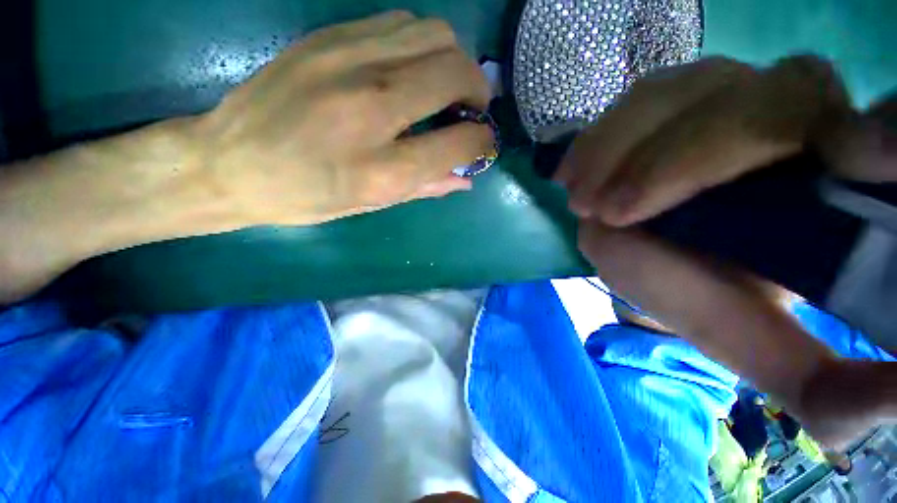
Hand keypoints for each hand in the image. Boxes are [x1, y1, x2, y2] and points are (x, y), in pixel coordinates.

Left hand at [188, 10, 493, 226]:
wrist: (229, 163)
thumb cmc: (305, 197)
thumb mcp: (371, 204)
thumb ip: (424, 187)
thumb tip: (465, 179)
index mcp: (382, 169)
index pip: (458, 143)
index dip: (483, 141)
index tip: (484, 142)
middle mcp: (371, 110)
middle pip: (454, 72)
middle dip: (478, 90)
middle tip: (472, 108)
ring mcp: (347, 63)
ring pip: (434, 34)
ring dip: (454, 60)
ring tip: (446, 86)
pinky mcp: (328, 39)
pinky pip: (399, 24)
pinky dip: (422, 44)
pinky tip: (412, 68)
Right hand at [558, 56, 895, 449]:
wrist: (656, 257)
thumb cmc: (711, 299)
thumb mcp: (764, 350)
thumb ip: (829, 390)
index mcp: (844, 185)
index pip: (887, 132)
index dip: (883, 132)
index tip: (846, 159)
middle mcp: (801, 121)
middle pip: (769, 97)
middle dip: (680, 160)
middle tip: (609, 213)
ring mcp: (731, 95)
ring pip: (691, 89)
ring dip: (623, 146)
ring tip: (581, 198)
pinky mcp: (675, 100)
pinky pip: (643, 96)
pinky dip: (602, 134)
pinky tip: (574, 171)